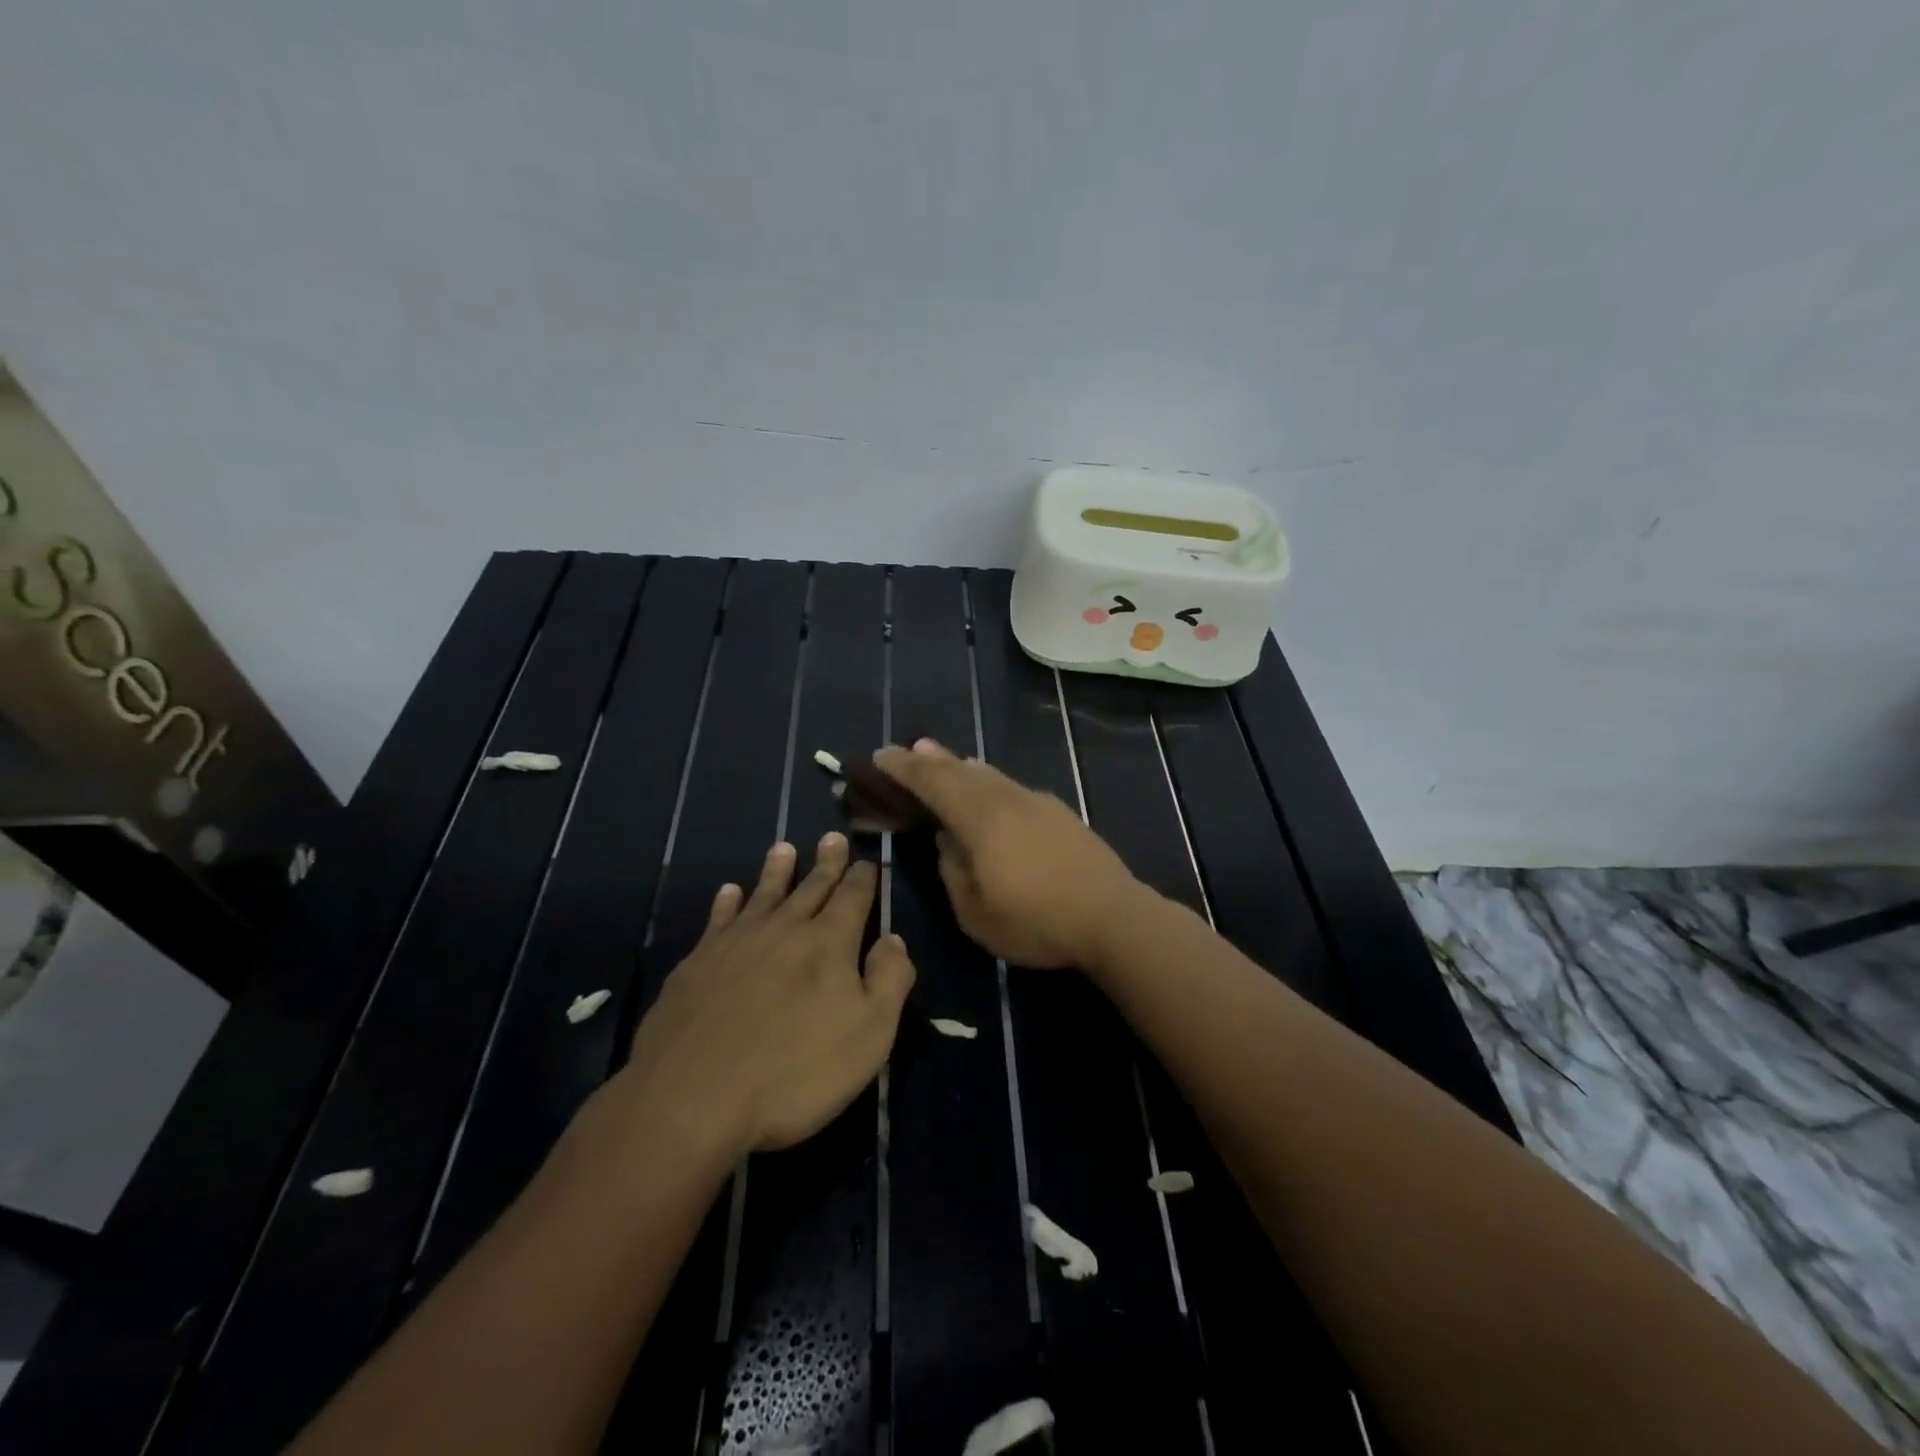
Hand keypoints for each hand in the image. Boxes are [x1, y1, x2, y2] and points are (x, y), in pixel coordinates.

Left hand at [623, 833, 914, 1155]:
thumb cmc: (795, 1071)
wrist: (694, 1096)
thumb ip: (889, 981)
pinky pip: (719, 919)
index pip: (854, 897)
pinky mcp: (698, 963)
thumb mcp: (869, 1035)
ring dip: (777, 871)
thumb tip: (894, 939)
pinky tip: (729, 892)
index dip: (864, 877)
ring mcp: (737, 943)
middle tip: (832, 836)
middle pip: (811, 887)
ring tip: (783, 848)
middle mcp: (784, 929)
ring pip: (763, 894)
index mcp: (829, 943)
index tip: (869, 860)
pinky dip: (727, 902)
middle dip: (827, 863)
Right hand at [873, 739, 1142, 969]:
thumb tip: (948, 841)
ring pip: (989, 774)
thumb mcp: (977, 913)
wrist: (1113, 917)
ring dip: (960, 767)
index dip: (903, 768)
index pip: (932, 782)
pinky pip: (1010, 786)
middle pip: (961, 770)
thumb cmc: (1038, 922)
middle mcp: (1007, 799)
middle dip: (930, 759)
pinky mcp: (1058, 812)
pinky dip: (987, 782)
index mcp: (981, 819)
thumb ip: (953, 872)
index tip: (880, 756)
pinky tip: (989, 791)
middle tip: (906, 751)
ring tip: (943, 762)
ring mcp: (1037, 802)